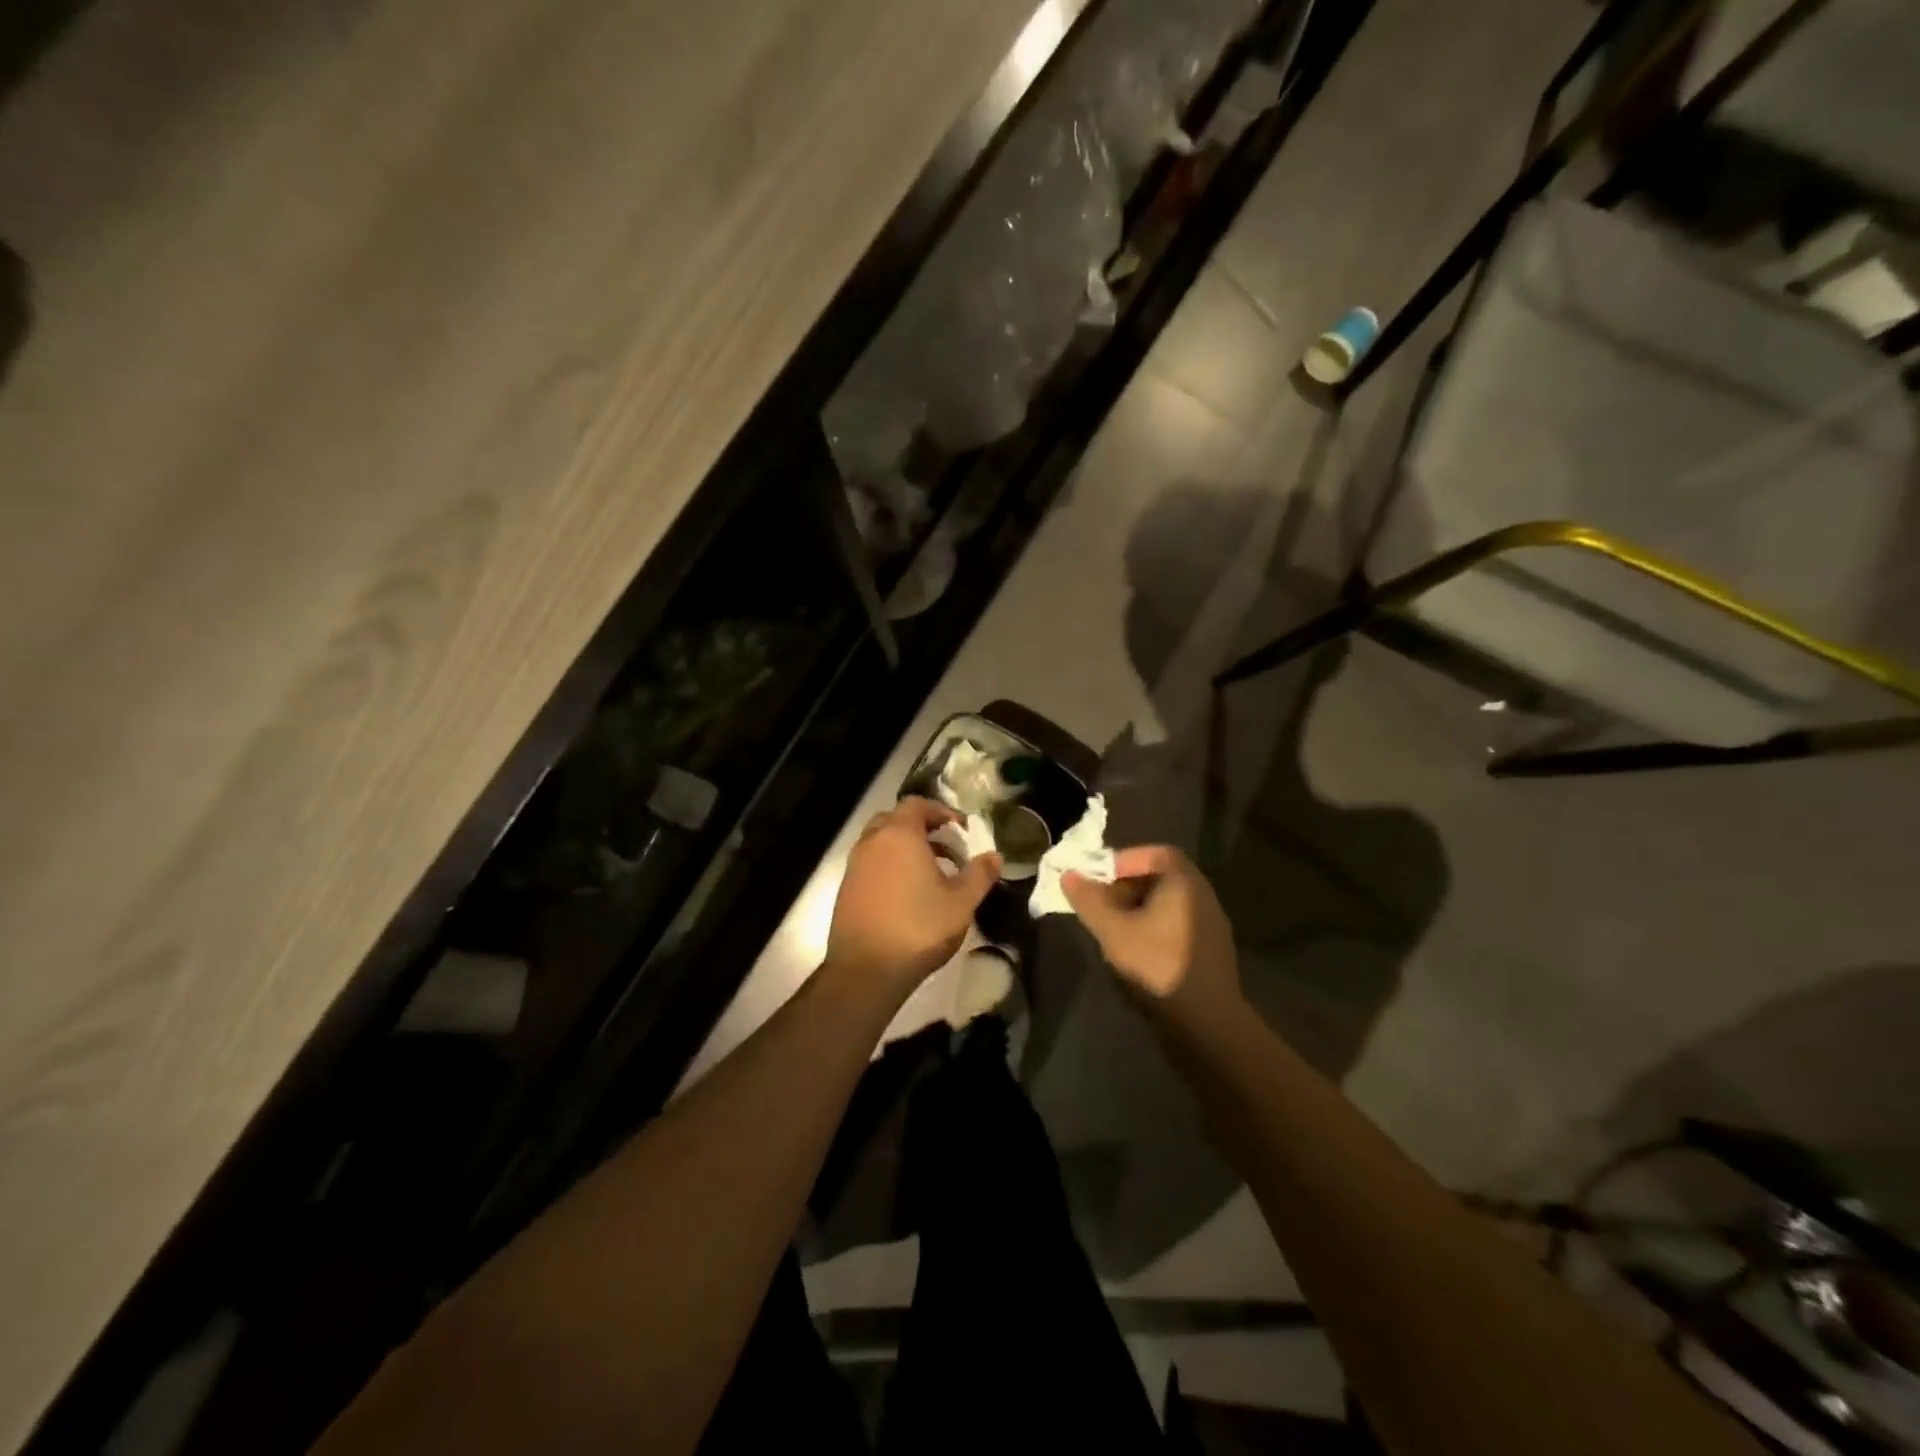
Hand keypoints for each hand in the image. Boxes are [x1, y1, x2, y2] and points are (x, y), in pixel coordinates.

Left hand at [826, 797, 1001, 992]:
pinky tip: (908, 895)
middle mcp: (872, 842)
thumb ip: (980, 874)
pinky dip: (889, 867)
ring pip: (881, 842)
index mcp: (899, 835)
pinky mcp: (846, 889)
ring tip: (932, 874)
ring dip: (905, 849)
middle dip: (922, 828)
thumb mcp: (961, 902)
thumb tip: (996, 855)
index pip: (917, 804)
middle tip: (947, 848)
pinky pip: (871, 865)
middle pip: (896, 819)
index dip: (940, 811)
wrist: (866, 970)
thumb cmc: (919, 928)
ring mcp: (855, 866)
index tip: (961, 829)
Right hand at [1062, 845, 1243, 1033]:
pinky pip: (1178, 923)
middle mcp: (1202, 894)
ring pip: (1168, 903)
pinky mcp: (1211, 949)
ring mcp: (1211, 923)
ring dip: (1139, 908)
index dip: (1125, 859)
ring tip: (1114, 927)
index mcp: (1184, 881)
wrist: (1208, 1020)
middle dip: (1127, 885)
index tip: (1101, 876)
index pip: (1155, 853)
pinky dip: (1155, 926)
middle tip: (1102, 901)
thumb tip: (1068, 874)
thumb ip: (1089, 900)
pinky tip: (1138, 949)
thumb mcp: (1114, 930)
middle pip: (1161, 876)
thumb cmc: (1158, 963)